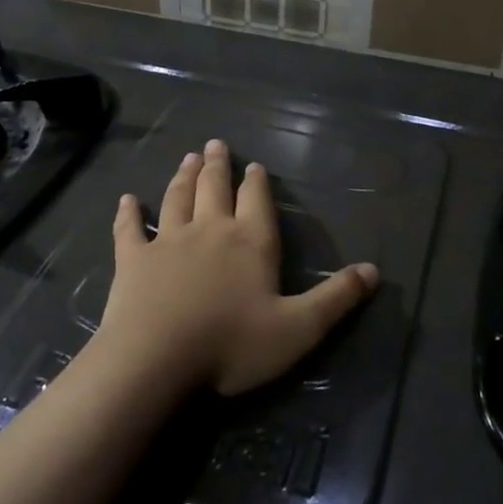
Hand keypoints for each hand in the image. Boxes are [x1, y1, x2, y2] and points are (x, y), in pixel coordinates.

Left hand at [95, 140, 379, 396]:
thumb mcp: (298, 329)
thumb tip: (375, 270)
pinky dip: (129, 212)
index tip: (253, 164)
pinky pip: (129, 229)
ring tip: (188, 158)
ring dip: (183, 177)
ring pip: (177, 199)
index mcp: (251, 243)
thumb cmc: (232, 345)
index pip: (256, 201)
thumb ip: (337, 298)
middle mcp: (210, 230)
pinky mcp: (132, 260)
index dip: (256, 182)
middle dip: (217, 165)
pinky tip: (127, 199)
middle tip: (215, 144)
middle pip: (214, 189)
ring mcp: (167, 242)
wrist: (156, 360)